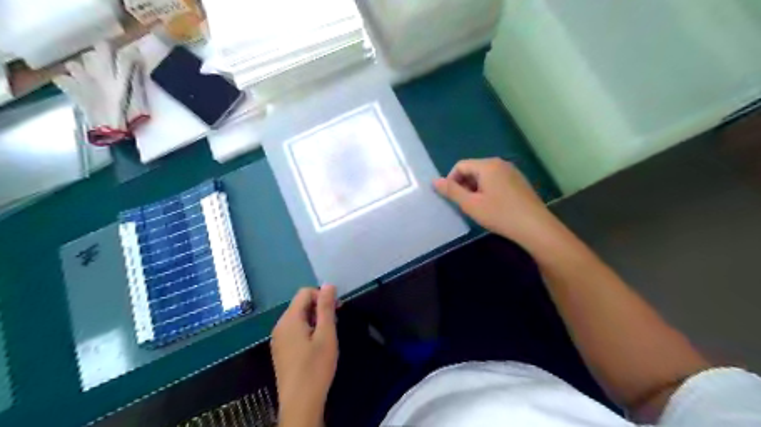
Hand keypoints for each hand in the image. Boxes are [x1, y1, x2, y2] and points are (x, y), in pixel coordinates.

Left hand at [271, 285, 335, 426]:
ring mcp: (278, 339)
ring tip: (326, 338)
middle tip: (333, 325)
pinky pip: (294, 330)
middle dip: (319, 309)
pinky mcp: (280, 350)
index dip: (322, 296)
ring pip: (298, 318)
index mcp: (289, 319)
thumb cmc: (316, 367)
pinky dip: (307, 331)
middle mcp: (279, 326)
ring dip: (314, 321)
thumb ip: (326, 307)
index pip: (304, 293)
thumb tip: (327, 284)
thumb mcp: (326, 334)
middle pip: (300, 305)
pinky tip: (316, 347)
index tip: (336, 310)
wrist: (300, 403)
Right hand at [434, 156, 557, 249]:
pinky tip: (492, 207)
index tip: (451, 198)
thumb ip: (451, 191)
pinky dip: (488, 190)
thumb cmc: (499, 214)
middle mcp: (500, 163)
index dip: (451, 180)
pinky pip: (497, 181)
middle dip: (464, 184)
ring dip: (475, 189)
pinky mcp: (519, 182)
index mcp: (487, 165)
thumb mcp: (471, 204)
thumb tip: (434, 181)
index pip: (460, 165)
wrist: (535, 227)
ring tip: (477, 207)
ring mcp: (512, 172)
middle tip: (463, 204)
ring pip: (485, 176)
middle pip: (473, 169)